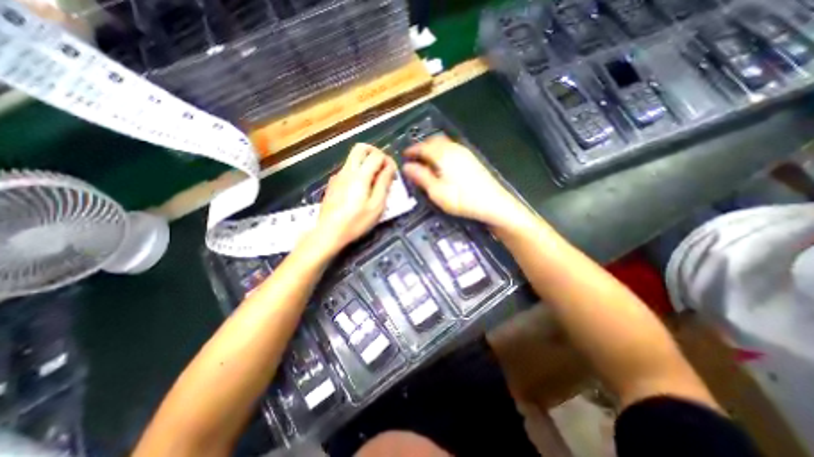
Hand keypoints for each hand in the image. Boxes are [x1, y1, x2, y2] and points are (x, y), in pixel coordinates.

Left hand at [310, 143, 396, 252]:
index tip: (393, 172)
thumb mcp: (376, 206)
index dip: (388, 160)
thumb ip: (384, 184)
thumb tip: (390, 167)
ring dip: (366, 162)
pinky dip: (358, 171)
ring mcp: (338, 176)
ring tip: (374, 181)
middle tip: (383, 167)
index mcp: (360, 175)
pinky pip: (347, 169)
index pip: (376, 155)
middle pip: (360, 148)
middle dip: (375, 152)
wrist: (328, 232)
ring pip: (353, 158)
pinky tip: (360, 189)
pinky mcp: (333, 183)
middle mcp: (347, 170)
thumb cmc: (356, 222)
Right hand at [401, 136, 528, 227]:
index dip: (412, 150)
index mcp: (442, 155)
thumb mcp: (436, 191)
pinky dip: (442, 152)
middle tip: (414, 157)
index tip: (404, 156)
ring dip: (432, 148)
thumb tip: (406, 166)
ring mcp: (464, 152)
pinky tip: (442, 164)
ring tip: (426, 161)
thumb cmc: (461, 199)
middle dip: (422, 146)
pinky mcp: (471, 159)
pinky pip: (452, 149)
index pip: (423, 147)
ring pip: (444, 144)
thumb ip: (421, 177)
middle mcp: (453, 149)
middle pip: (434, 141)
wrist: (492, 203)